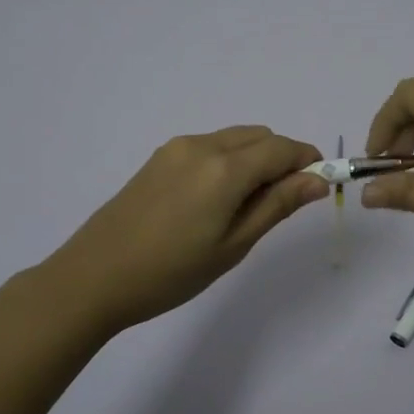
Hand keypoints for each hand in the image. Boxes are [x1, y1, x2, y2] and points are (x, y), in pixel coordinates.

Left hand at [40, 126, 328, 334]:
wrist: (94, 277)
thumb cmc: (171, 272)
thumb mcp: (233, 245)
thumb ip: (277, 205)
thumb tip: (317, 180)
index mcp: (225, 167)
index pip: (282, 148)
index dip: (308, 161)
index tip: (320, 185)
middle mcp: (202, 145)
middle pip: (259, 136)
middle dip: (282, 158)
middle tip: (282, 203)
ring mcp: (176, 148)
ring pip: (234, 139)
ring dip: (254, 158)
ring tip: (246, 205)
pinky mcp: (158, 158)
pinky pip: (209, 146)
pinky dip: (228, 160)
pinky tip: (215, 200)